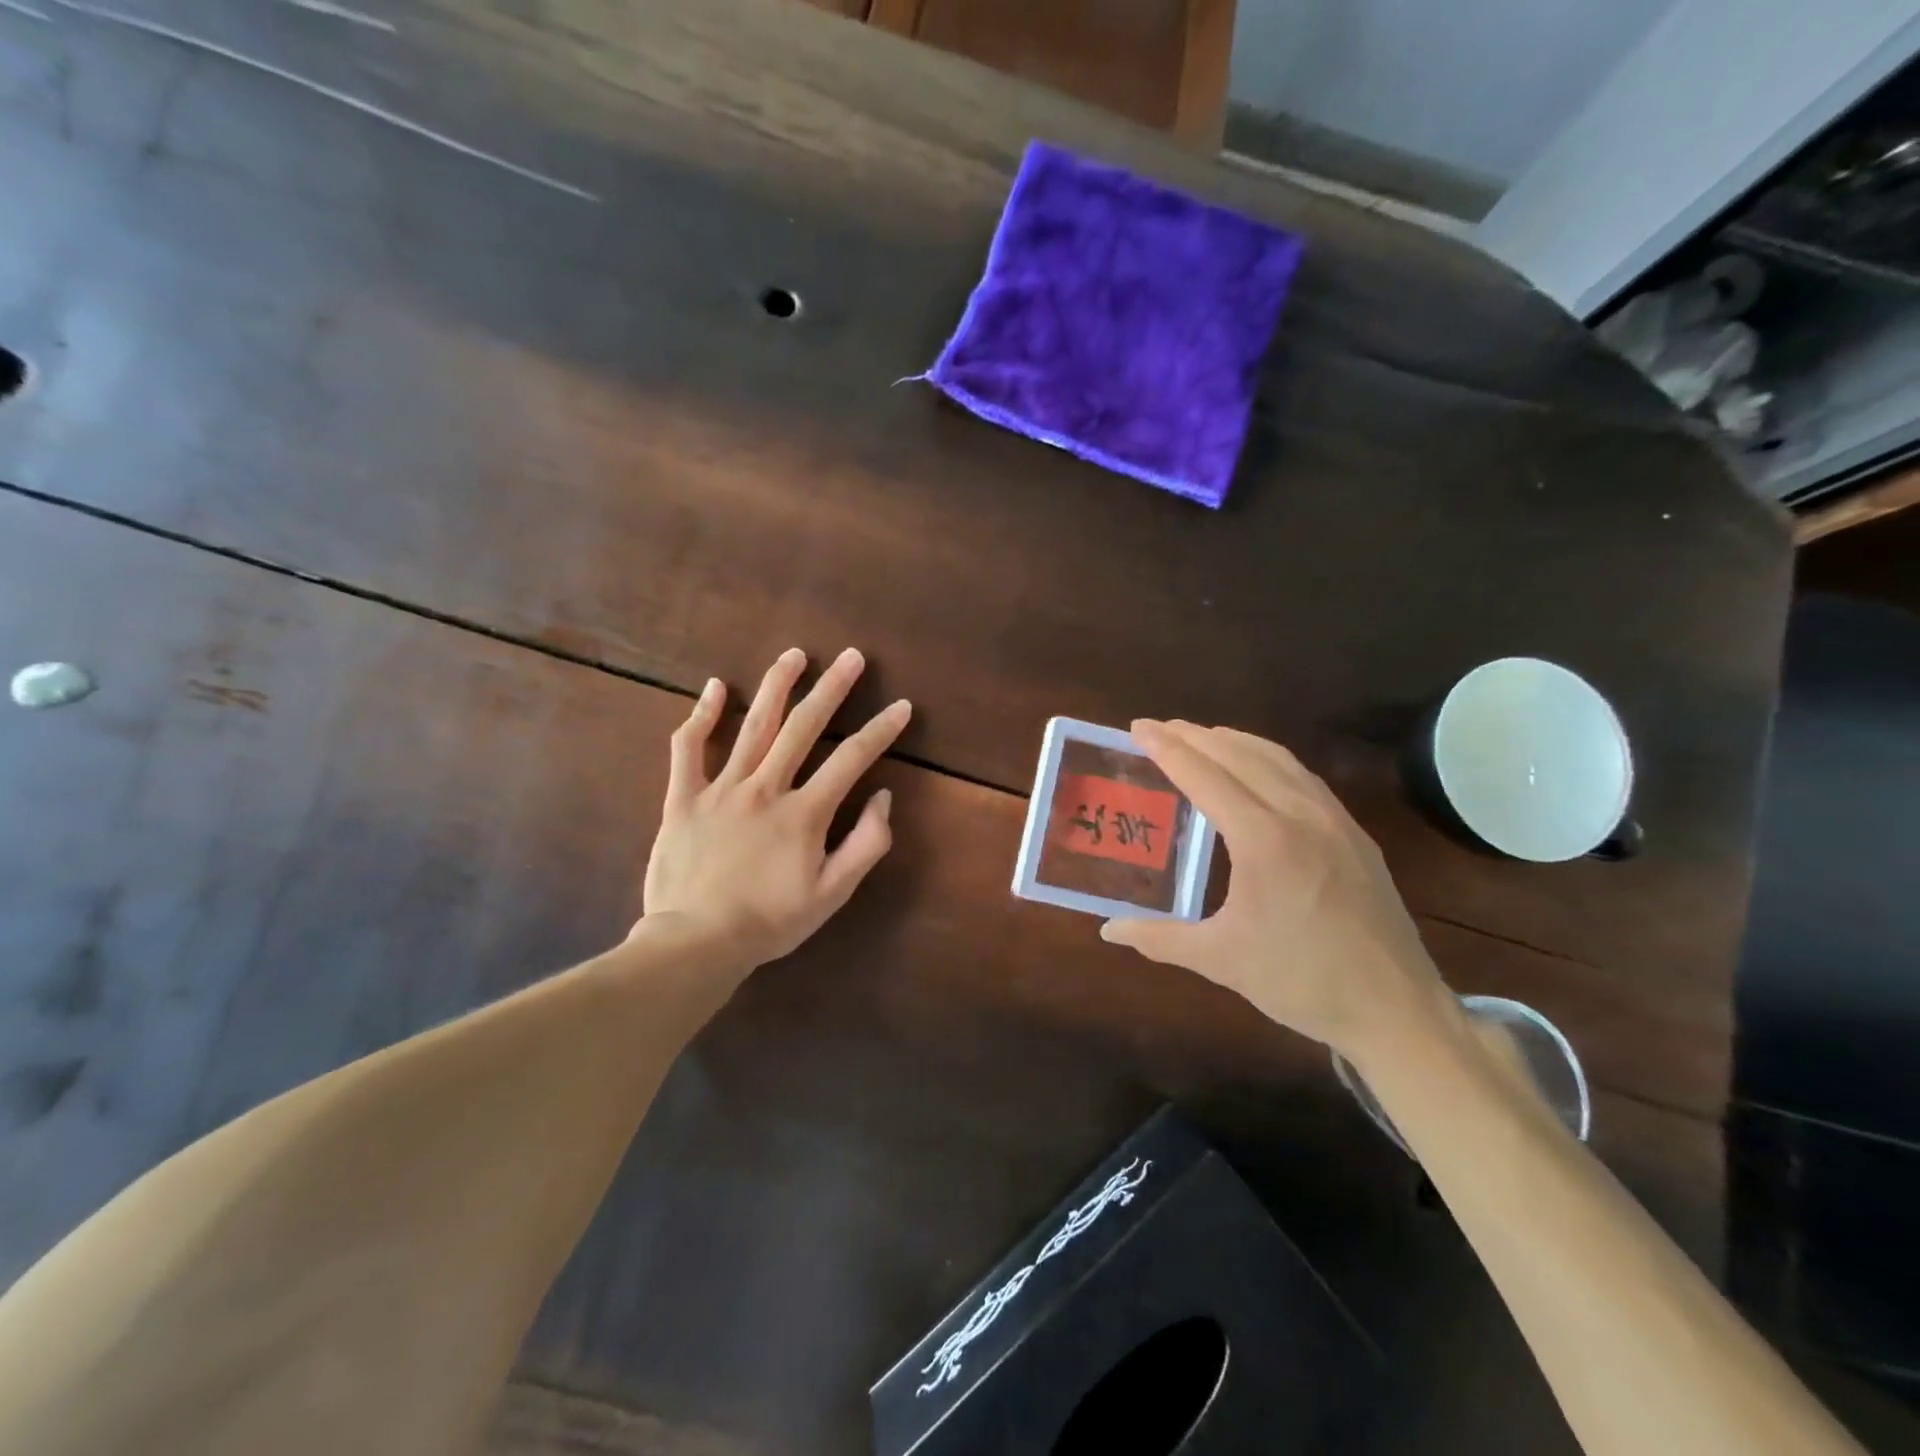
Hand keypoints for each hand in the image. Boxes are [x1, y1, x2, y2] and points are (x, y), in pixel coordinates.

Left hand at [640, 648, 911, 971]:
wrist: (696, 942)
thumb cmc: (770, 921)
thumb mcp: (832, 894)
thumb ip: (865, 845)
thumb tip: (883, 798)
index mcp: (804, 813)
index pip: (852, 759)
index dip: (881, 731)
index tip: (902, 706)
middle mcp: (766, 788)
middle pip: (804, 727)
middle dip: (832, 688)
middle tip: (852, 657)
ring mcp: (721, 789)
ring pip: (752, 726)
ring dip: (776, 686)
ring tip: (794, 654)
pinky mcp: (684, 798)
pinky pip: (689, 748)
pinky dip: (700, 715)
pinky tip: (713, 687)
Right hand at [1100, 720, 1449, 1059]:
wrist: (1396, 1009)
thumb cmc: (1301, 982)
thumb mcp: (1221, 960)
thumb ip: (1159, 938)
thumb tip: (1109, 930)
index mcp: (1263, 841)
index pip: (1204, 777)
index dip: (1168, 749)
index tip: (1138, 727)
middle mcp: (1299, 815)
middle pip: (1240, 755)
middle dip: (1195, 736)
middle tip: (1159, 728)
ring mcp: (1334, 820)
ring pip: (1277, 759)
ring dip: (1233, 741)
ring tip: (1201, 737)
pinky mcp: (1355, 833)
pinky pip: (1303, 777)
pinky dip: (1269, 759)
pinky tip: (1258, 770)